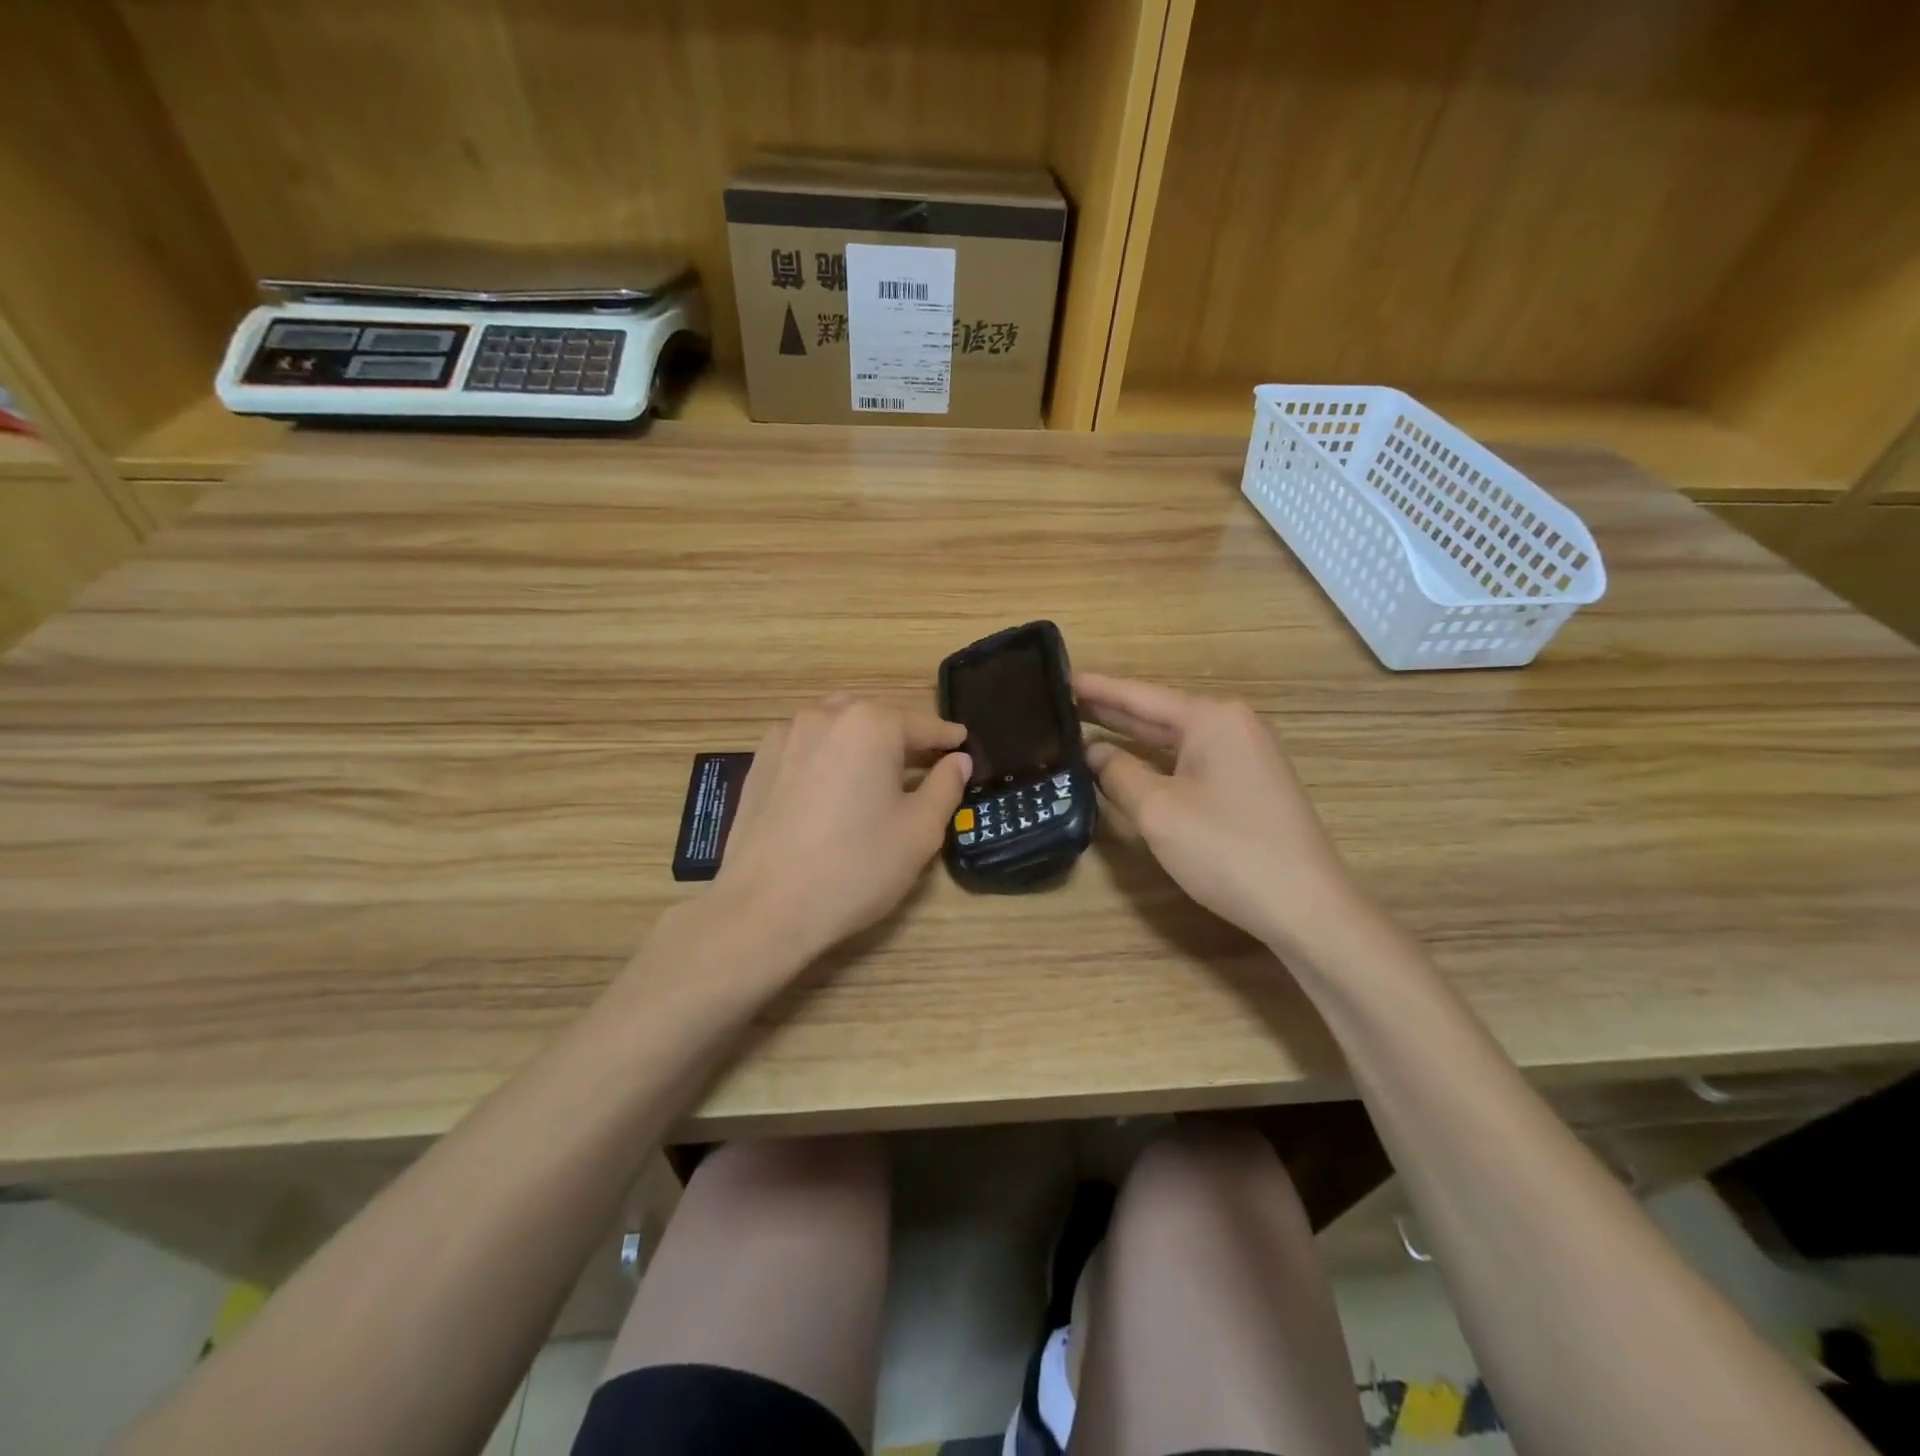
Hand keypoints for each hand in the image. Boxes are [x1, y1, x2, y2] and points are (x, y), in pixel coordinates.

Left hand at [711, 697, 969, 964]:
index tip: (963, 744)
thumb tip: (958, 760)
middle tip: (923, 765)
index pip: (922, 724)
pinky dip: (828, 754)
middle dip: (903, 737)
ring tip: (876, 773)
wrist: (765, 908)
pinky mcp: (760, 761)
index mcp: (871, 724)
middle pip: (877, 718)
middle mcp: (825, 715)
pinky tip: (832, 786)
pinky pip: (806, 744)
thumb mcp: (919, 831)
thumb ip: (945, 786)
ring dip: (862, 741)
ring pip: (838, 725)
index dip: (947, 738)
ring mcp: (786, 735)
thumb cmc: (855, 867)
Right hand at [1076, 673, 1364, 952]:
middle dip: (1111, 710)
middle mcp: (1233, 725)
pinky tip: (1132, 763)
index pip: (1140, 696)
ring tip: (1085, 726)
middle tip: (1061, 703)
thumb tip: (1093, 752)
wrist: (1306, 907)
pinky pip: (1192, 760)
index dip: (1097, 689)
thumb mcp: (1158, 810)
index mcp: (1212, 719)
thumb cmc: (1227, 850)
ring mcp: (1247, 754)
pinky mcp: (1250, 784)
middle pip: (1159, 713)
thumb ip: (1118, 773)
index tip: (1059, 677)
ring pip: (1176, 739)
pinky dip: (1157, 759)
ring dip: (1133, 736)